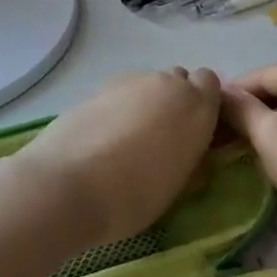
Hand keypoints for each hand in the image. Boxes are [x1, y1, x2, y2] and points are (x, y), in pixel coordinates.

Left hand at [14, 67, 222, 247]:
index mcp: (197, 106)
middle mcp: (167, 84)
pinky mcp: (98, 87)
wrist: (66, 185)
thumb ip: (194, 158)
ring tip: (129, 141)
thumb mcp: (179, 186)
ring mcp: (130, 82)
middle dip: (176, 102)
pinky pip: (121, 93)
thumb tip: (195, 152)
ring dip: (147, 104)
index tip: (195, 132)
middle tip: (164, 138)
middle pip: (179, 81)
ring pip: (149, 86)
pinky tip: (104, 138)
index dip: (204, 105)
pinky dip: (119, 109)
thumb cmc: (133, 196)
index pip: (210, 84)